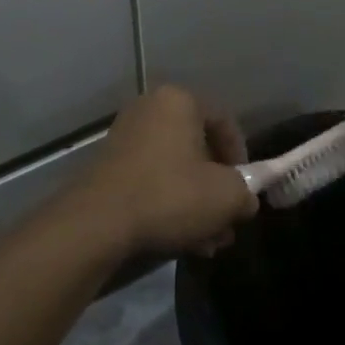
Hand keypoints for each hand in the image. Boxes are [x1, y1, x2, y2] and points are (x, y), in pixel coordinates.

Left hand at [69, 86, 256, 257]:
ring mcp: (126, 135)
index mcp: (179, 101)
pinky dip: (169, 204)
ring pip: (176, 168)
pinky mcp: (109, 164)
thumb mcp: (226, 197)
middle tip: (227, 223)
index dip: (242, 158)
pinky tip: (180, 240)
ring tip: (207, 242)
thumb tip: (245, 200)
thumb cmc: (170, 196)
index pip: (225, 122)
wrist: (98, 222)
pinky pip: (152, 178)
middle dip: (217, 190)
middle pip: (199, 148)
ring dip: (196, 204)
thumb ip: (246, 192)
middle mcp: (150, 108)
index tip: (245, 191)